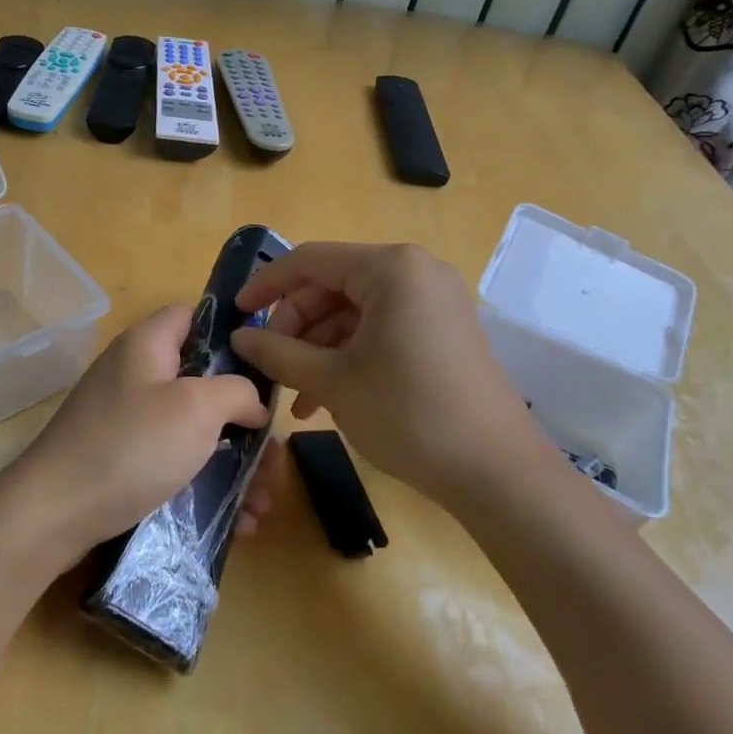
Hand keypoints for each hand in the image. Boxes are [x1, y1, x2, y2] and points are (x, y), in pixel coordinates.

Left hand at [0, 305, 269, 569]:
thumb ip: (237, 391)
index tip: (267, 369)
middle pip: (202, 381)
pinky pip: (174, 461)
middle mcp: (136, 374)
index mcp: (148, 345)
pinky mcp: (123, 458)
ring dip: (233, 462)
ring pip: (194, 429)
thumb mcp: (196, 408)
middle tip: (272, 454)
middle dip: (244, 419)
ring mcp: (127, 418)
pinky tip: (238, 521)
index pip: (194, 316)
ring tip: (263, 501)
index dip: (233, 334)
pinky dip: (206, 484)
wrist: (53, 512)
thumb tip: (252, 401)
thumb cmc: (131, 446)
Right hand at [230, 243, 548, 499]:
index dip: (266, 285)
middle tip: (268, 364)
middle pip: (332, 286)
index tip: (235, 313)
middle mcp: (416, 273)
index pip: (310, 260)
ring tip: (294, 397)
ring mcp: (433, 302)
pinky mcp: (442, 331)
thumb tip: (239, 337)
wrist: (497, 473)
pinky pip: (380, 330)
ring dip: (317, 349)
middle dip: (294, 327)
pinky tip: (324, 398)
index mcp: (391, 269)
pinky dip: (348, 356)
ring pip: (353, 312)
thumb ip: (278, 352)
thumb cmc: (408, 414)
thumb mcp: (332, 381)